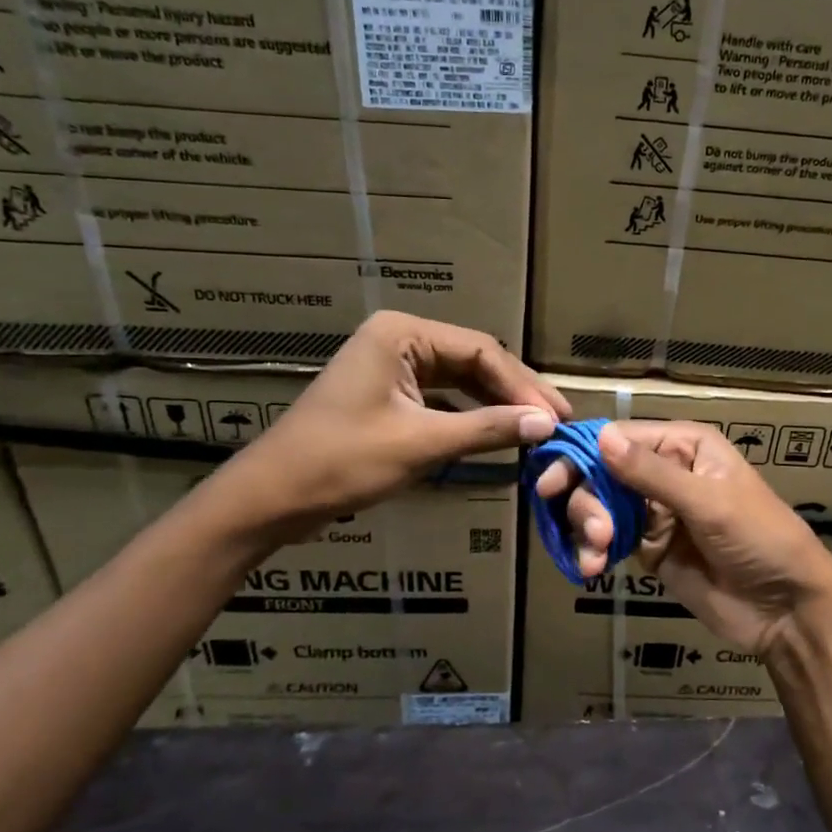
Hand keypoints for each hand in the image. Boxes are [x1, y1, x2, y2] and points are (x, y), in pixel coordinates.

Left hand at [210, 311, 568, 548]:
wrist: (272, 497)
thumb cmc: (342, 461)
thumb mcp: (421, 444)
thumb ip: (487, 429)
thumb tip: (547, 424)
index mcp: (402, 334)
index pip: (481, 351)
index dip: (524, 385)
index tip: (559, 416)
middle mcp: (399, 340)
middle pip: (474, 362)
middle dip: (515, 394)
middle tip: (557, 422)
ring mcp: (392, 367)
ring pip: (460, 381)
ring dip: (496, 406)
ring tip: (537, 429)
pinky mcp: (388, 395)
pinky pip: (442, 399)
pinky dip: (470, 417)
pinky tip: (498, 435)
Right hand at [533, 420, 831, 656]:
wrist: (785, 607)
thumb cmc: (759, 538)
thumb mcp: (709, 502)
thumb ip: (652, 474)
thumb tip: (601, 437)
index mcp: (684, 446)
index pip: (621, 438)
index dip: (583, 455)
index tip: (552, 480)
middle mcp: (664, 472)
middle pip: (602, 473)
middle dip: (588, 500)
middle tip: (593, 530)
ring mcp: (654, 512)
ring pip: (599, 506)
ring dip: (588, 527)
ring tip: (596, 554)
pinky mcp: (647, 548)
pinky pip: (607, 540)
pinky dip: (593, 550)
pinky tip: (591, 567)